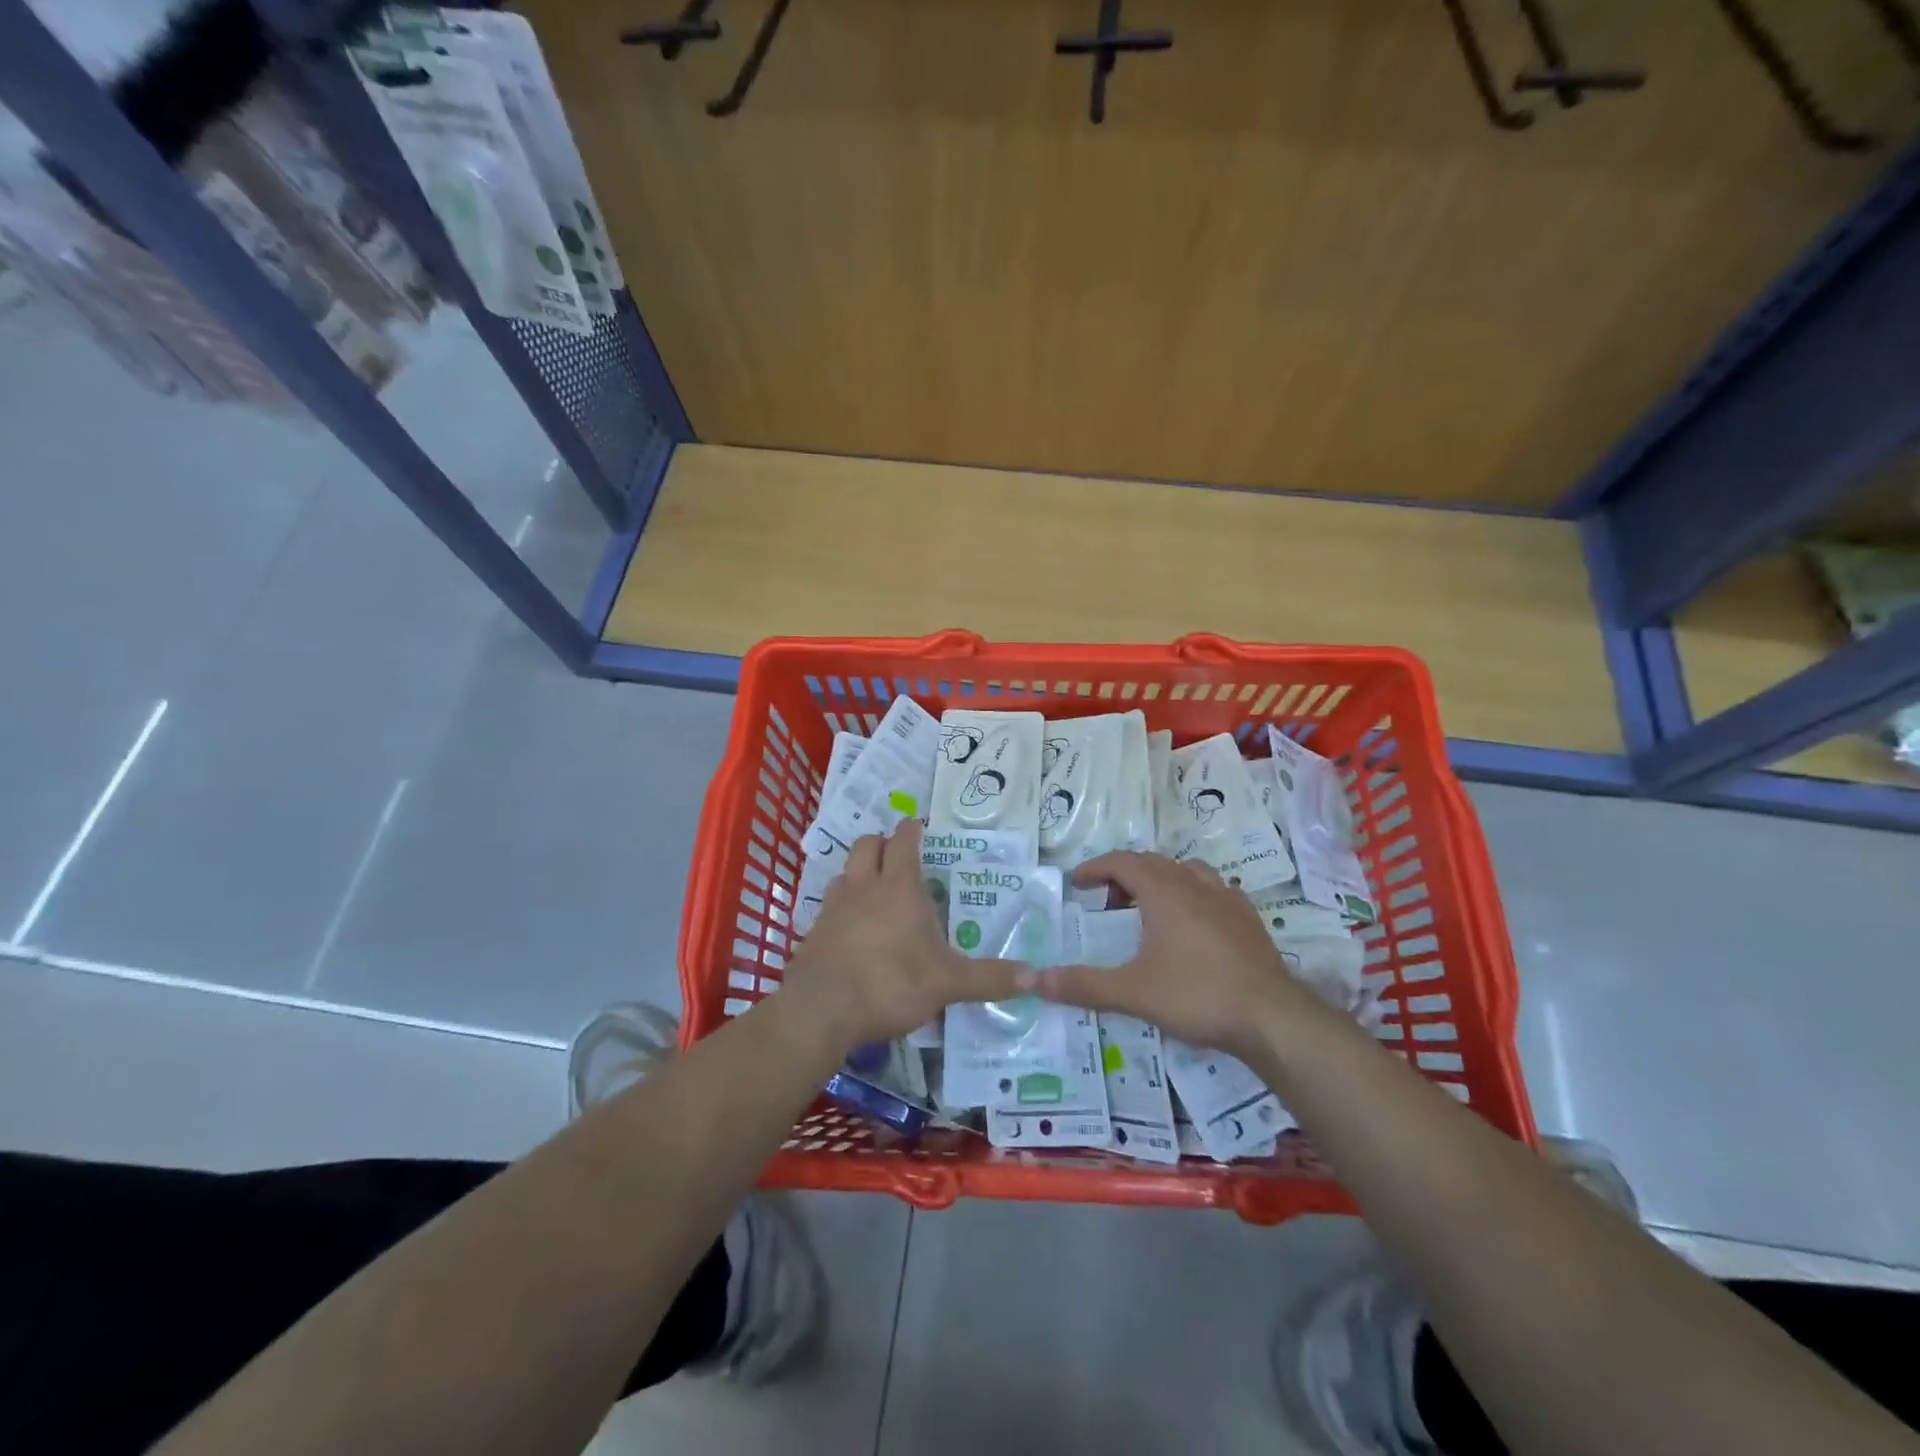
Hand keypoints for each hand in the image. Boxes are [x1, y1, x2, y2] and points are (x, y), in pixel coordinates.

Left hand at [787, 820, 1020, 1049]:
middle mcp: (864, 886)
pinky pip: (830, 903)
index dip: (912, 829)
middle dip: (883, 842)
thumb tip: (1035, 978)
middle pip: (867, 844)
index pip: (904, 841)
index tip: (918, 825)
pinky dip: (843, 903)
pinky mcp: (814, 930)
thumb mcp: (948, 984)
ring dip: (860, 871)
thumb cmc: (890, 983)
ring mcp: (834, 906)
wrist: (821, 1010)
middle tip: (899, 855)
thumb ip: (990, 978)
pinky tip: (854, 926)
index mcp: (899, 887)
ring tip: (876, 889)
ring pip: (846, 870)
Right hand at [1026, 851, 1322, 1060]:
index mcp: (1164, 892)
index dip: (1096, 868)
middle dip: (1124, 875)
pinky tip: (1193, 923)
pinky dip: (1193, 895)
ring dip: (1161, 880)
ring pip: (1186, 871)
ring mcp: (1227, 899)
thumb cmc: (1197, 995)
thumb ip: (1083, 984)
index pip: (1122, 862)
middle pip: (1153, 863)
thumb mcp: (1132, 992)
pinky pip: (1214, 890)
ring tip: (1149, 908)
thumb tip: (1035, 980)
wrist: (1272, 1017)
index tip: (1077, 883)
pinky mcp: (1248, 918)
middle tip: (1106, 903)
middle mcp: (1195, 885)